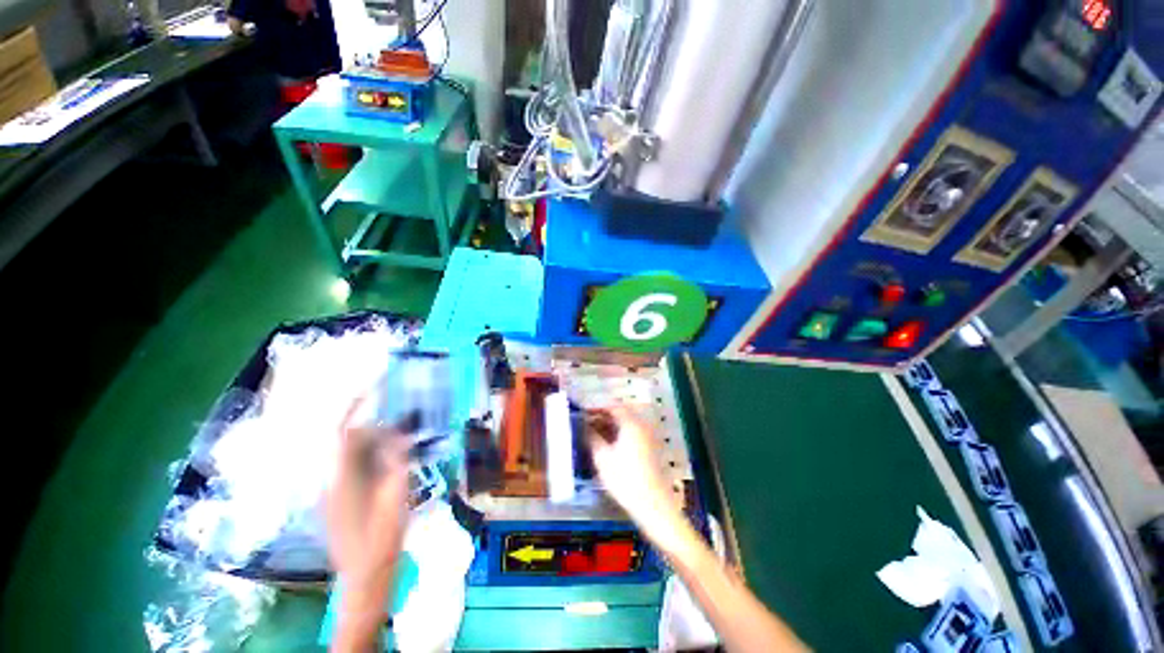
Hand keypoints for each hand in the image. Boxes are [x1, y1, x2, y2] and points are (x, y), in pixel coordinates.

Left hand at [326, 396, 409, 639]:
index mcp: (339, 478)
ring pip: (354, 451)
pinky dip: (376, 453)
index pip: (343, 432)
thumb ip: (396, 460)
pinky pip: (357, 464)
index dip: (355, 406)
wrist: (366, 574)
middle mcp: (331, 478)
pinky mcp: (343, 496)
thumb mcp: (396, 495)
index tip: (374, 386)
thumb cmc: (382, 537)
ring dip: (377, 437)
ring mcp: (335, 488)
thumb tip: (399, 431)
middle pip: (350, 439)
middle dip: (374, 421)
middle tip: (402, 413)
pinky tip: (395, 456)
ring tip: (403, 432)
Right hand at [587, 406, 686, 549]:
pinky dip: (619, 434)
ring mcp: (648, 437)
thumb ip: (592, 438)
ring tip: (593, 434)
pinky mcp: (650, 449)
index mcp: (631, 424)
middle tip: (586, 424)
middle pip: (621, 414)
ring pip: (626, 424)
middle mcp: (642, 426)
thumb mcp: (603, 458)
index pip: (613, 407)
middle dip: (603, 416)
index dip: (597, 408)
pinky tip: (608, 445)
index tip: (583, 413)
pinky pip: (632, 434)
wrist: (654, 505)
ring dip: (610, 426)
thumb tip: (584, 426)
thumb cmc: (625, 479)